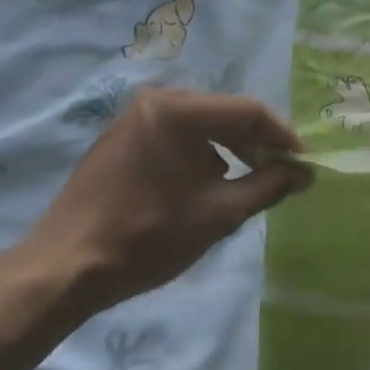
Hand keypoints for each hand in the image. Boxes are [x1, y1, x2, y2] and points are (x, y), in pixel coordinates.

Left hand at [27, 88, 308, 308]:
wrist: (64, 268)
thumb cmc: (148, 236)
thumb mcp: (220, 213)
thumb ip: (269, 185)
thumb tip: (306, 172)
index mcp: (180, 110)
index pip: (249, 110)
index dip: (282, 137)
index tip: (303, 164)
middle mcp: (156, 100)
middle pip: (224, 114)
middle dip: (254, 144)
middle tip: (276, 175)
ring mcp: (133, 118)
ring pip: (199, 125)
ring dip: (227, 150)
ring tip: (241, 185)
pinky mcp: (118, 138)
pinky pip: (173, 135)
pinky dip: (197, 154)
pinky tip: (200, 187)